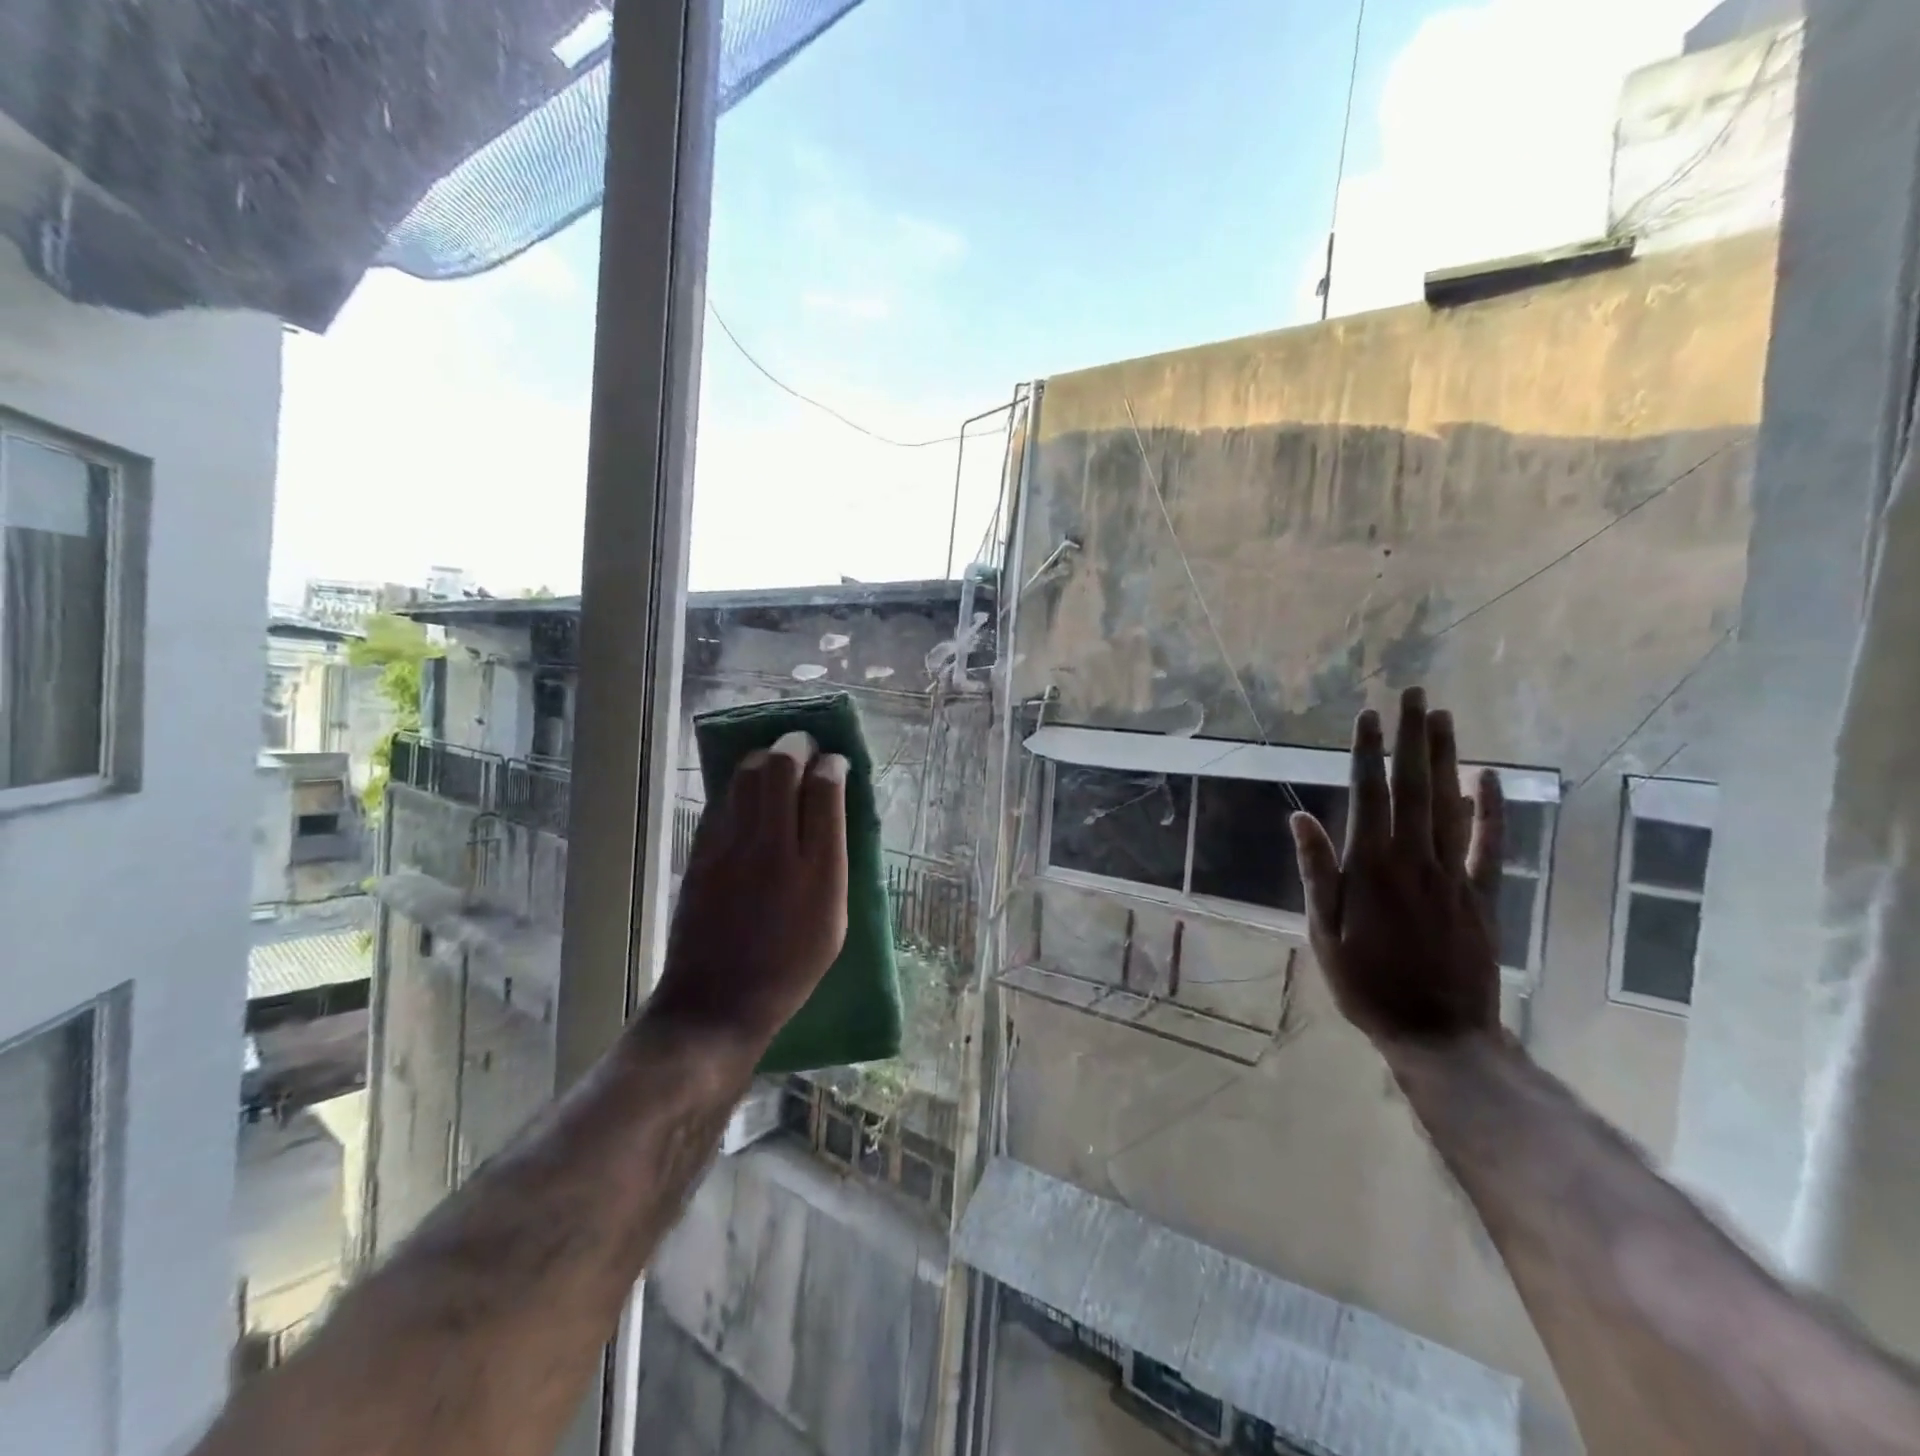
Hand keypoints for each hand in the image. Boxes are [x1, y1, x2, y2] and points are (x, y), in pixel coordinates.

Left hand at [647, 731, 848, 1055]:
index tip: (836, 764)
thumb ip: (835, 864)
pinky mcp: (701, 853)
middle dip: (798, 745)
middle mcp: (774, 848)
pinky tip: (750, 793)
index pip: (825, 789)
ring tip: (778, 763)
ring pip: (746, 775)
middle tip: (807, 748)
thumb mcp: (835, 924)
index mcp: (818, 871)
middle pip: (782, 767)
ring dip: (766, 758)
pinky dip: (740, 785)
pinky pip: (723, 800)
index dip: (833, 765)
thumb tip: (832, 816)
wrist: (716, 1003)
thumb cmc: (789, 970)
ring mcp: (730, 847)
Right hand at [1289, 686, 1505, 1051]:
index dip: (1367, 753)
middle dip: (1411, 738)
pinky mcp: (1482, 895)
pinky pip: (1490, 845)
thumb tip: (1300, 819)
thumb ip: (1317, 872)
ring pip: (1449, 805)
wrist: (1439, 1034)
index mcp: (1370, 869)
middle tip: (1413, 695)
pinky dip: (1491, 809)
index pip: (1368, 796)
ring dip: (1445, 758)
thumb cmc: (1367, 984)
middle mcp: (1414, 860)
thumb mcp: (1324, 932)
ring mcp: (1454, 875)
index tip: (1367, 716)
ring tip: (1442, 717)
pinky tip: (1488, 777)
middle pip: (1414, 788)